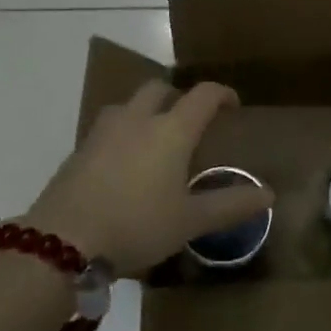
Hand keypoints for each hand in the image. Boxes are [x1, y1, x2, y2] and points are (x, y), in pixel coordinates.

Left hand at [23, 79, 271, 278]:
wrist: (62, 242)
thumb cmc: (137, 225)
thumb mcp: (190, 221)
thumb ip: (230, 205)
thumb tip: (268, 194)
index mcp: (170, 130)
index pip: (202, 95)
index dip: (221, 94)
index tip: (232, 106)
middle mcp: (136, 120)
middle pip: (159, 88)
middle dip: (178, 97)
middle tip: (190, 121)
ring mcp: (102, 133)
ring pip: (127, 105)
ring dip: (145, 111)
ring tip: (154, 139)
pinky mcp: (78, 152)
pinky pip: (106, 129)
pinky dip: (122, 134)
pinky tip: (123, 165)